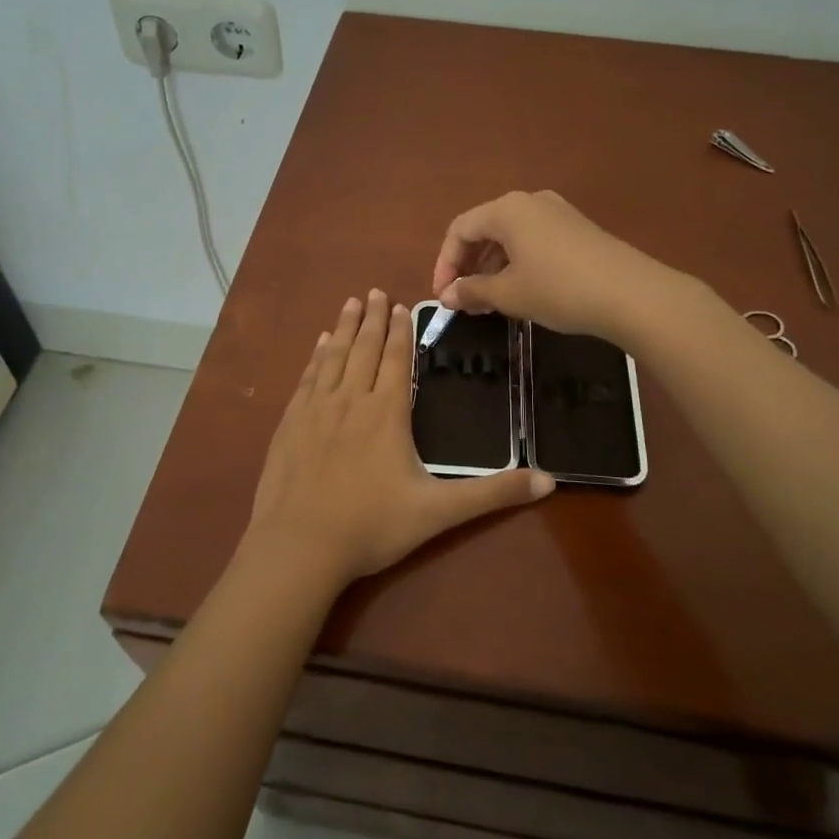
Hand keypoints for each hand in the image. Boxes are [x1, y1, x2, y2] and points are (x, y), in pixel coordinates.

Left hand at [245, 290, 553, 587]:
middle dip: (373, 319)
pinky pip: (307, 379)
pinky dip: (315, 357)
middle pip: (364, 349)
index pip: (397, 360)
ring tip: (350, 304)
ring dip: (344, 328)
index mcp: (387, 412)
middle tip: (374, 291)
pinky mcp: (290, 424)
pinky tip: (318, 346)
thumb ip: (493, 493)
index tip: (401, 305)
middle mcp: (351, 400)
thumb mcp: (440, 512)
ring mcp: (316, 410)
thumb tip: (549, 481)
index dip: (401, 332)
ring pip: (334, 357)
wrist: (300, 546)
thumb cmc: (372, 526)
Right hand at [431, 190, 668, 341]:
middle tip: (464, 301)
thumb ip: (472, 291)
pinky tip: (522, 291)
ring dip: (493, 267)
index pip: (460, 229)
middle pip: (485, 229)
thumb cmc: (559, 289)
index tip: (443, 297)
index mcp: (507, 209)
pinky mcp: (577, 229)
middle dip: (469, 265)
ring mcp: (557, 212)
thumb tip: (446, 296)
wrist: (631, 294)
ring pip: (510, 236)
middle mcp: (530, 202)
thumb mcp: (509, 294)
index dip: (445, 263)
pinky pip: (534, 240)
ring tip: (490, 302)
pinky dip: (518, 263)